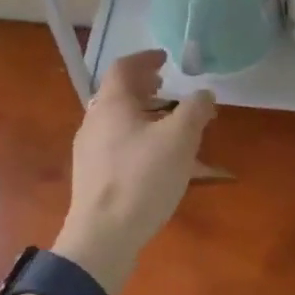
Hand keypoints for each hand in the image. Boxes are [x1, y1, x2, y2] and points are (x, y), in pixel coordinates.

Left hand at [56, 50, 215, 294]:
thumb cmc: (142, 178)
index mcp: (112, 103)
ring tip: (170, 123)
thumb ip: (195, 110)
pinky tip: (159, 160)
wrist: (102, 236)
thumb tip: (204, 94)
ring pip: (119, 121)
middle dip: (145, 87)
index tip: (166, 59)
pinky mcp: (93, 177)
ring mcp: (90, 150)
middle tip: (168, 87)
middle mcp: (95, 120)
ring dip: (144, 114)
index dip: (145, 58)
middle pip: (119, 93)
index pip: (123, 67)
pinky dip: (139, 139)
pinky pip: (118, 145)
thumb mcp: (180, 139)